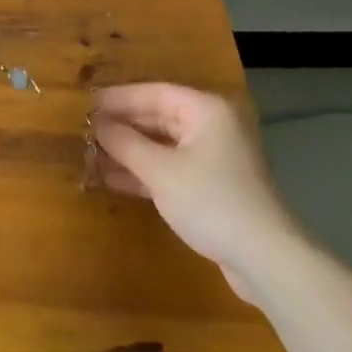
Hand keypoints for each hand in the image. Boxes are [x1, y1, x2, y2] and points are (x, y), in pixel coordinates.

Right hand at [92, 83, 300, 302]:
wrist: (266, 259)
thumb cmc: (211, 201)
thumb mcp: (160, 171)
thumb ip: (125, 143)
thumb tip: (96, 124)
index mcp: (205, 110)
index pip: (154, 93)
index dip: (118, 99)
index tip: (86, 104)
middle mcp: (212, 127)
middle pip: (159, 118)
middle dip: (122, 126)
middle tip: (85, 131)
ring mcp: (214, 158)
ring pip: (163, 145)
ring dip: (130, 151)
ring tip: (91, 155)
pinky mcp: (213, 187)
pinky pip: (171, 168)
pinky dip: (145, 172)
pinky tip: (113, 178)